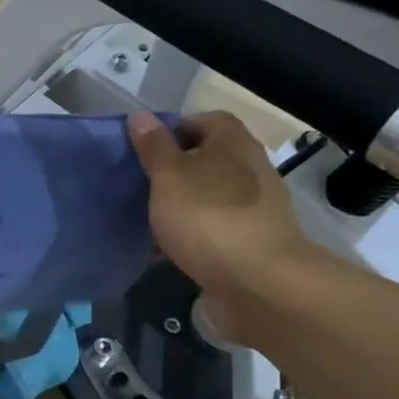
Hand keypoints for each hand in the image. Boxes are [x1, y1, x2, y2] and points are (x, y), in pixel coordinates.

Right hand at [126, 110, 326, 342]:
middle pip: (206, 158)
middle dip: (172, 171)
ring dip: (180, 205)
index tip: (143, 150)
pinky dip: (191, 234)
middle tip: (139, 185)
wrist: (259, 283)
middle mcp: (250, 168)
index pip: (203, 120)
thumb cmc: (208, 216)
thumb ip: (153, 146)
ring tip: (147, 220)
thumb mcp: (169, 175)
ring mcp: (255, 207)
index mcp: (233, 143)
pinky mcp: (252, 241)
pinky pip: (213, 228)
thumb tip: (140, 116)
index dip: (172, 130)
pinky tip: (166, 251)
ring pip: (208, 195)